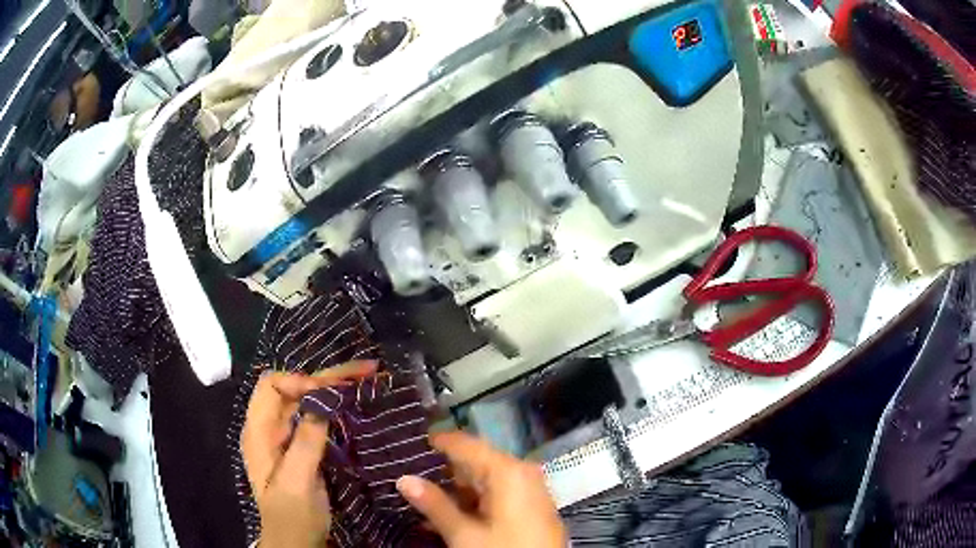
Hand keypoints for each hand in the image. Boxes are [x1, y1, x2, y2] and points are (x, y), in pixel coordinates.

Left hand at [241, 362, 376, 547]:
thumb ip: (304, 443)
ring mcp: (286, 436)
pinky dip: (335, 405)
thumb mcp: (296, 483)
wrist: (296, 542)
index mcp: (258, 432)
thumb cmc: (291, 516)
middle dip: (325, 376)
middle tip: (365, 370)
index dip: (299, 383)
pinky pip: (316, 416)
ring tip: (366, 379)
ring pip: (305, 399)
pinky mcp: (302, 445)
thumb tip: (321, 402)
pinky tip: (354, 403)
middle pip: (291, 387)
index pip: (271, 387)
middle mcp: (270, 427)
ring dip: (333, 386)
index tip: (330, 395)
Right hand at [396, 431, 565, 547]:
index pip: (466, 444)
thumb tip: (403, 479)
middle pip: (477, 462)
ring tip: (427, 500)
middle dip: (445, 471)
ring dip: (458, 491)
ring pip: (486, 481)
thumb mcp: (463, 534)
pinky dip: (476, 502)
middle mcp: (522, 473)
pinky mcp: (533, 508)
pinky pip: (499, 495)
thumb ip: (433, 504)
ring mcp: (531, 490)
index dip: (439, 441)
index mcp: (507, 471)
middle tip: (414, 476)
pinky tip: (453, 516)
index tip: (413, 441)